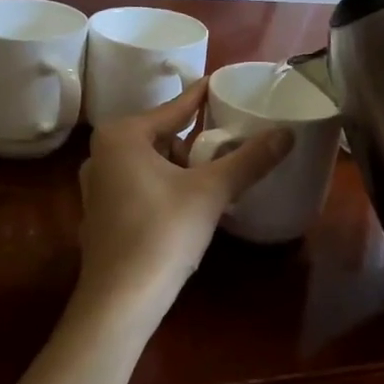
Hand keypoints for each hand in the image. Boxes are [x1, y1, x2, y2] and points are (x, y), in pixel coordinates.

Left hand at [76, 81, 292, 304]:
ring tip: (213, 176)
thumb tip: (287, 134)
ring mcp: (96, 187)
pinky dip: (164, 187)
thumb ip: (249, 159)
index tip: (222, 83)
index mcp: (122, 136)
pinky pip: (140, 185)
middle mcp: (101, 154)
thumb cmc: (162, 233)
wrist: (120, 300)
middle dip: (194, 140)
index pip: (174, 108)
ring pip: (150, 163)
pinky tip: (187, 204)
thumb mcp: (211, 192)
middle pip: (162, 136)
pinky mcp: (100, 215)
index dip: (202, 97)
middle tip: (228, 143)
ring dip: (181, 167)